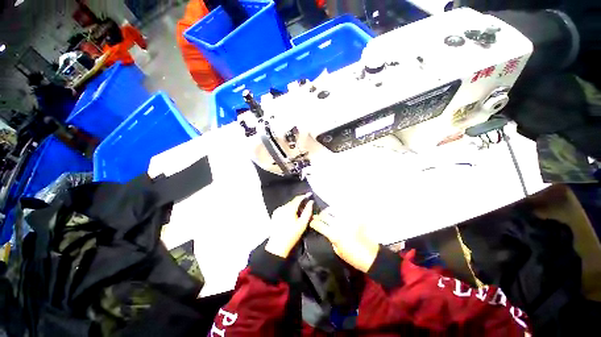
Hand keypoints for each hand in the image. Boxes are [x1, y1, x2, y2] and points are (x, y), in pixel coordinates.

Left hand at [265, 193, 313, 257]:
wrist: (278, 246)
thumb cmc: (292, 235)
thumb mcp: (303, 224)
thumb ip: (307, 211)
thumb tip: (311, 202)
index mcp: (289, 208)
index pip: (298, 198)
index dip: (304, 196)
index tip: (309, 194)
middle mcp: (282, 207)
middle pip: (293, 201)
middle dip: (299, 202)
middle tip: (306, 206)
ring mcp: (277, 210)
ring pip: (288, 205)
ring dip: (294, 206)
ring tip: (299, 213)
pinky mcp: (274, 214)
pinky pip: (284, 209)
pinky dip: (288, 210)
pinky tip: (291, 216)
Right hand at [310, 208, 378, 272]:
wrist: (372, 256)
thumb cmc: (354, 258)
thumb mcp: (338, 251)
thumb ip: (331, 239)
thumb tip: (326, 231)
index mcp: (335, 235)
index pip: (320, 225)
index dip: (314, 223)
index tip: (311, 222)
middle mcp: (340, 225)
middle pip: (325, 216)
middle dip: (319, 216)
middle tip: (317, 217)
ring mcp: (348, 220)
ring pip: (334, 210)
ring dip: (327, 211)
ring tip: (325, 212)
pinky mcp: (355, 218)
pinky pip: (344, 211)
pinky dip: (338, 211)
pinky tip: (336, 212)